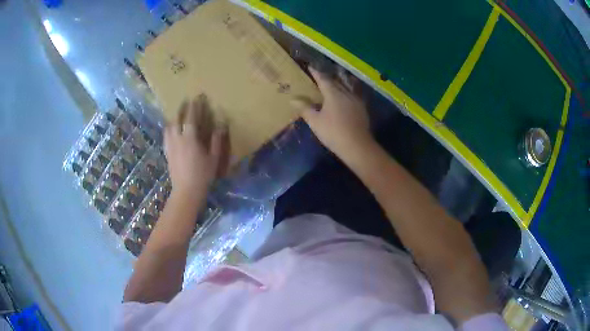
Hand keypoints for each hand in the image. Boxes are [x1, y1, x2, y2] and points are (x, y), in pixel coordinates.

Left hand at [164, 94, 229, 197]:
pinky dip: (169, 129)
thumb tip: (220, 125)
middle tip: (185, 102)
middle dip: (181, 109)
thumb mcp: (213, 158)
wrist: (186, 191)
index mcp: (190, 139)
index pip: (191, 118)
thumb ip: (216, 140)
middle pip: (176, 119)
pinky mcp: (167, 152)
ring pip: (169, 127)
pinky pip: (166, 136)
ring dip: (173, 118)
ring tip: (177, 115)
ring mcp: (170, 146)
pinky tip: (171, 130)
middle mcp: (177, 139)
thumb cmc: (202, 175)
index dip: (194, 107)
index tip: (197, 98)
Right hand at [293, 67, 372, 156]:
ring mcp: (356, 100)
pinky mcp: (362, 109)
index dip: (316, 73)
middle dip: (327, 78)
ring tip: (334, 83)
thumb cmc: (333, 132)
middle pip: (336, 82)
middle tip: (320, 76)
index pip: (323, 79)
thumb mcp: (315, 122)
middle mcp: (346, 93)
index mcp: (333, 94)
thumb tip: (293, 99)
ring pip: (346, 87)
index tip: (310, 67)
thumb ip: (305, 109)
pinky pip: (353, 95)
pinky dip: (346, 93)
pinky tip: (345, 98)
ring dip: (339, 84)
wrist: (357, 145)